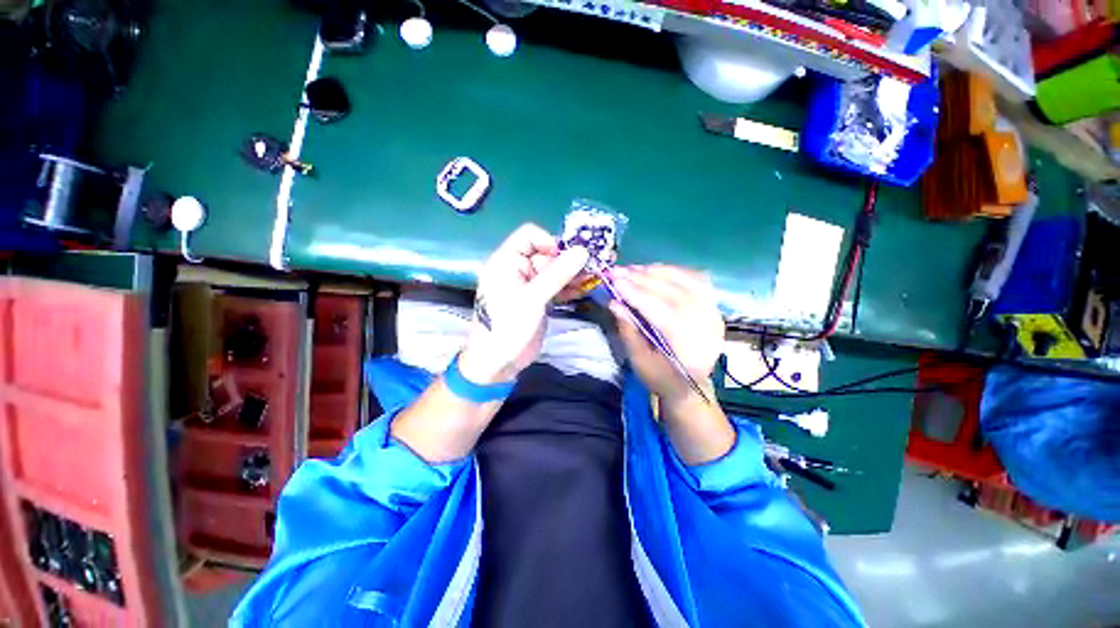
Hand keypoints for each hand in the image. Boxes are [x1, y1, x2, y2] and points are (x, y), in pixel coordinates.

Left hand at [459, 223, 589, 383]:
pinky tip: (584, 290)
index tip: (567, 256)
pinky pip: (556, 286)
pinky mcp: (539, 299)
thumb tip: (582, 251)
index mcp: (507, 262)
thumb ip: (557, 274)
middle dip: (568, 260)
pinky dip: (569, 287)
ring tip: (593, 278)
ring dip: (573, 274)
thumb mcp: (532, 298)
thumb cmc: (508, 326)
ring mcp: (530, 285)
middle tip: (591, 267)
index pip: (529, 236)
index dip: (549, 241)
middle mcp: (518, 269)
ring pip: (554, 271)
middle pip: (546, 253)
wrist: (498, 362)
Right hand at [610, 265, 724, 403]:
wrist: (690, 387)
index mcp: (689, 350)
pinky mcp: (712, 307)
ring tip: (633, 269)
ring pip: (688, 282)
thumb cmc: (661, 378)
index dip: (639, 295)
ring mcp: (713, 315)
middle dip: (644, 280)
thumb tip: (614, 302)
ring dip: (658, 272)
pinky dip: (674, 271)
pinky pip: (696, 280)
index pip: (664, 313)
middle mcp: (707, 328)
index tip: (616, 282)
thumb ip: (629, 331)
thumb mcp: (639, 362)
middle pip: (676, 294)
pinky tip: (655, 270)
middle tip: (619, 271)